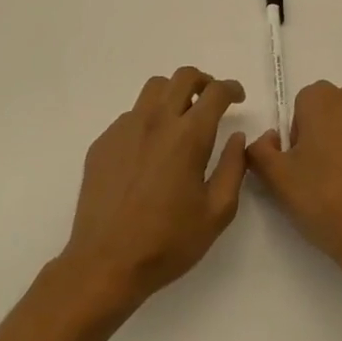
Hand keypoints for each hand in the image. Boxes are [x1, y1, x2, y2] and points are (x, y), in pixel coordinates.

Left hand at [57, 68, 248, 311]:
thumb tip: (237, 138)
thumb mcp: (217, 212)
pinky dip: (148, 120)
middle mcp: (156, 121)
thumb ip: (233, 168)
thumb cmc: (168, 242)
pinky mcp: (103, 143)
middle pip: (183, 77)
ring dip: (174, 94)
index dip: (231, 89)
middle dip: (203, 81)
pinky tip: (150, 151)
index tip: (238, 98)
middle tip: (211, 101)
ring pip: (153, 89)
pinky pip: (130, 115)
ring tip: (180, 119)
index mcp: (188, 136)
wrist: (105, 264)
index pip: (215, 92)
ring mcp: (125, 129)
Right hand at [247, 81, 341, 299]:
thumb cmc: (325, 203)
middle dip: (332, 130)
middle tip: (330, 171)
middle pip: (338, 107)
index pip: (305, 105)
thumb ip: (259, 149)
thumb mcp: (277, 180)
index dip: (302, 133)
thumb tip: (269, 138)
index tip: (306, 163)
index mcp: (323, 99)